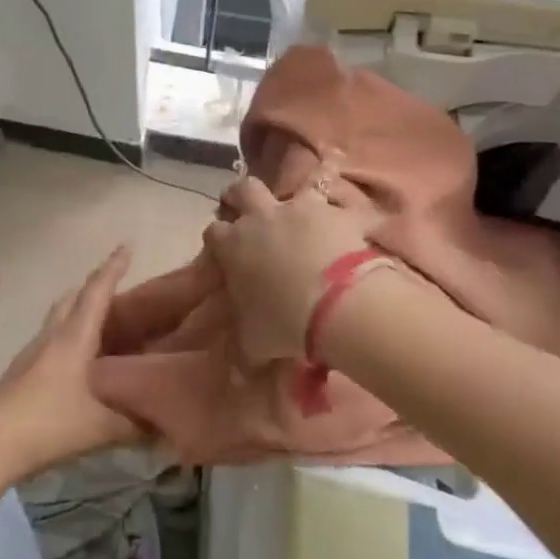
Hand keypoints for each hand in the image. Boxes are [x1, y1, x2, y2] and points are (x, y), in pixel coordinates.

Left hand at [0, 246, 145, 482]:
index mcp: (73, 338)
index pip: (96, 292)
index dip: (113, 268)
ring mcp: (31, 354)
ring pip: (58, 318)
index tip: (127, 246)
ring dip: (77, 310)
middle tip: (116, 287)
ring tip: (100, 323)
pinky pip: (49, 340)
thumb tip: (167, 425)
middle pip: (72, 298)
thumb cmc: (47, 425)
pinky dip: (67, 337)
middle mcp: (51, 337)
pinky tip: (76, 362)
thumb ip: (136, 425)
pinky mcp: (19, 373)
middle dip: (94, 286)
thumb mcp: (100, 428)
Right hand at [203, 174, 377, 363]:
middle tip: (244, 208)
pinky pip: (338, 189)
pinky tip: (346, 189)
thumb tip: (236, 374)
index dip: (217, 238)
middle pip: (242, 190)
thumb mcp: (255, 344)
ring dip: (292, 192)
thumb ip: (242, 351)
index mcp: (233, 245)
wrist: (337, 304)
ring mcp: (299, 208)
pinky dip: (340, 191)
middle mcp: (261, 218)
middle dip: (239, 196)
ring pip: (290, 184)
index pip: (213, 233)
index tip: (222, 248)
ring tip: (297, 201)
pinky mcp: (334, 210)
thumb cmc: (285, 324)